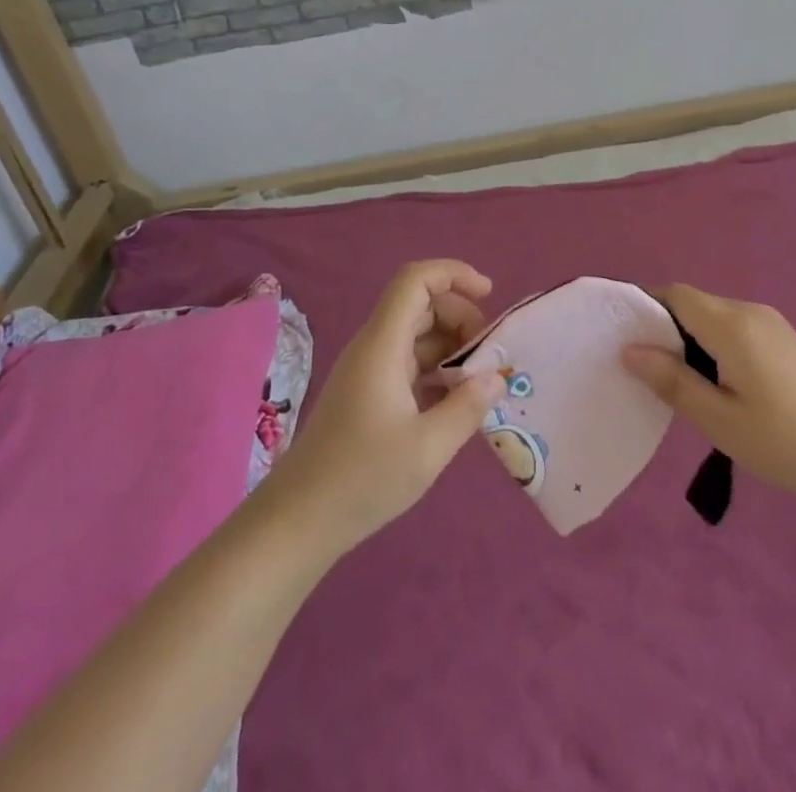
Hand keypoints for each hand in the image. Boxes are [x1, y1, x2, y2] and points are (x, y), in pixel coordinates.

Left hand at [263, 260, 505, 553]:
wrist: (298, 522)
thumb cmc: (362, 478)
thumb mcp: (428, 448)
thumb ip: (468, 407)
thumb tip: (497, 378)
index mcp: (383, 345)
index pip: (416, 281)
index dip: (454, 274)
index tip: (489, 294)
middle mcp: (374, 347)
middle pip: (421, 305)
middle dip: (461, 316)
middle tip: (490, 353)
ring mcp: (370, 371)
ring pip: (417, 335)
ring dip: (452, 346)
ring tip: (480, 380)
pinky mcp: (369, 394)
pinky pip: (410, 363)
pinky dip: (438, 370)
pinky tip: (457, 402)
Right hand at [622, 284, 795, 505]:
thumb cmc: (787, 442)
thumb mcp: (721, 421)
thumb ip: (673, 382)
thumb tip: (630, 350)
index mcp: (732, 325)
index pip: (676, 295)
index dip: (644, 307)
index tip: (622, 337)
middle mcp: (751, 313)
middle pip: (694, 304)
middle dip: (664, 328)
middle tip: (644, 369)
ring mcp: (772, 326)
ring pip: (714, 319)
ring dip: (689, 340)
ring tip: (676, 384)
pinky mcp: (786, 343)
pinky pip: (735, 331)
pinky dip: (713, 347)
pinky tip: (715, 386)